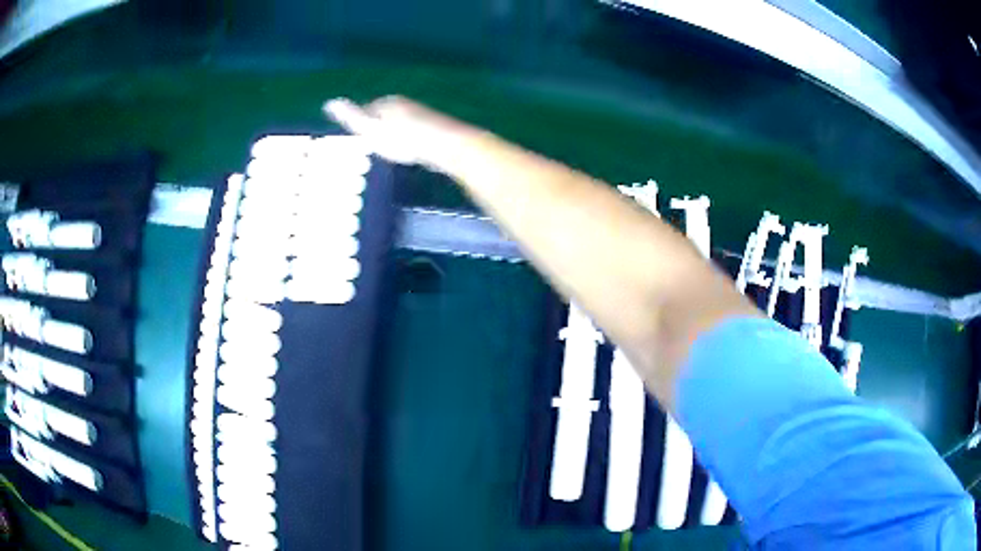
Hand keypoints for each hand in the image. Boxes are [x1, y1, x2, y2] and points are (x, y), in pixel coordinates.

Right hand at [323, 96, 477, 172]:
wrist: (446, 145)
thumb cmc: (405, 139)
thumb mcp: (371, 130)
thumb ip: (351, 117)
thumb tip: (329, 102)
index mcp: (387, 103)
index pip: (366, 110)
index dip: (359, 124)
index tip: (354, 139)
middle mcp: (404, 104)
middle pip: (384, 116)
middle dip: (377, 128)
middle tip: (369, 147)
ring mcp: (421, 114)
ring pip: (400, 124)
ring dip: (393, 134)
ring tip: (387, 151)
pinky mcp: (434, 127)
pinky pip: (414, 133)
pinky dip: (408, 140)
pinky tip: (409, 151)